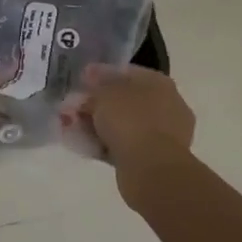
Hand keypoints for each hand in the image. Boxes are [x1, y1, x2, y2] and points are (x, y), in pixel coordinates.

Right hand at [78, 64, 196, 195]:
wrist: (151, 168)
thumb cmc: (130, 120)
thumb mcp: (104, 93)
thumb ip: (96, 83)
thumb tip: (91, 74)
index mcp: (160, 83)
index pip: (127, 73)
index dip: (101, 76)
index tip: (81, 82)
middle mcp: (168, 105)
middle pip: (126, 100)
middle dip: (99, 104)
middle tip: (74, 108)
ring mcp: (165, 134)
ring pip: (125, 124)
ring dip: (99, 125)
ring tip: (73, 128)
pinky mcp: (156, 158)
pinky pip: (126, 145)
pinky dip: (106, 144)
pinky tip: (85, 145)